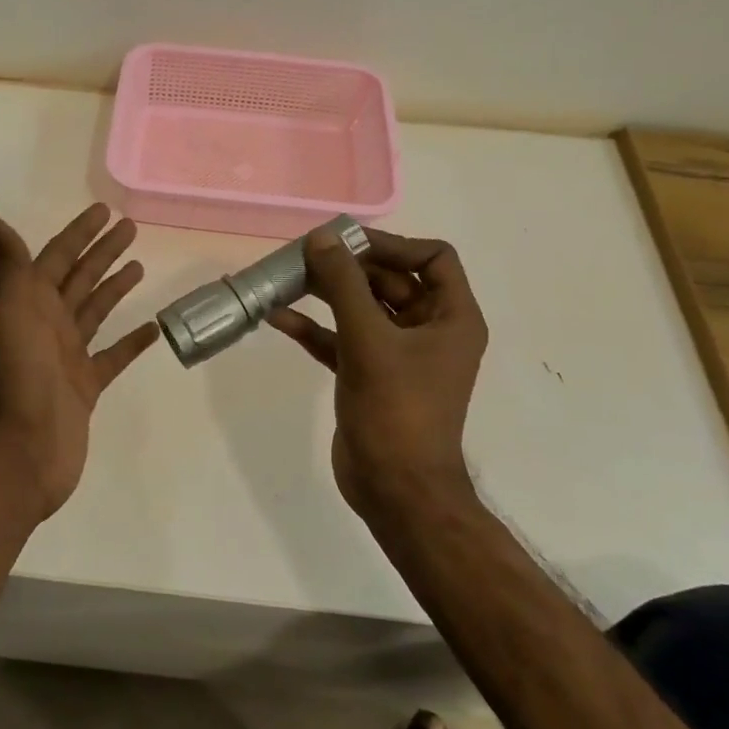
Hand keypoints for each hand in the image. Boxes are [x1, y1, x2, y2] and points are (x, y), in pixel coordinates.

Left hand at [0, 203, 159, 522]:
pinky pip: (112, 356)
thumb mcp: (10, 309)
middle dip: (102, 252)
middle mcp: (48, 324)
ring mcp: (67, 357)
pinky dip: (131, 342)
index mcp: (30, 303)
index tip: (104, 210)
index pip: (57, 256)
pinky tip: (152, 327)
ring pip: (95, 311)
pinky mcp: (86, 387)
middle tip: (131, 227)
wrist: (21, 452)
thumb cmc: (17, 375)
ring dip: (115, 288)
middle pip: (80, 278)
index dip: (79, 232)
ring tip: (139, 266)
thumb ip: (5, 261)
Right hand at [267, 227, 487, 518]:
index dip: (392, 244)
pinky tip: (278, 318)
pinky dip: (314, 328)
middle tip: (303, 256)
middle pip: (390, 280)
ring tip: (285, 279)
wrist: (396, 490)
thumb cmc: (397, 410)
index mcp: (451, 318)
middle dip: (348, 268)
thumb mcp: (369, 340)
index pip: (432, 258)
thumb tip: (321, 237)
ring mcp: (398, 355)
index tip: (346, 244)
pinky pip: (341, 339)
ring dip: (326, 294)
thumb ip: (344, 285)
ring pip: (362, 309)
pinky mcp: (369, 375)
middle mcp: (429, 330)